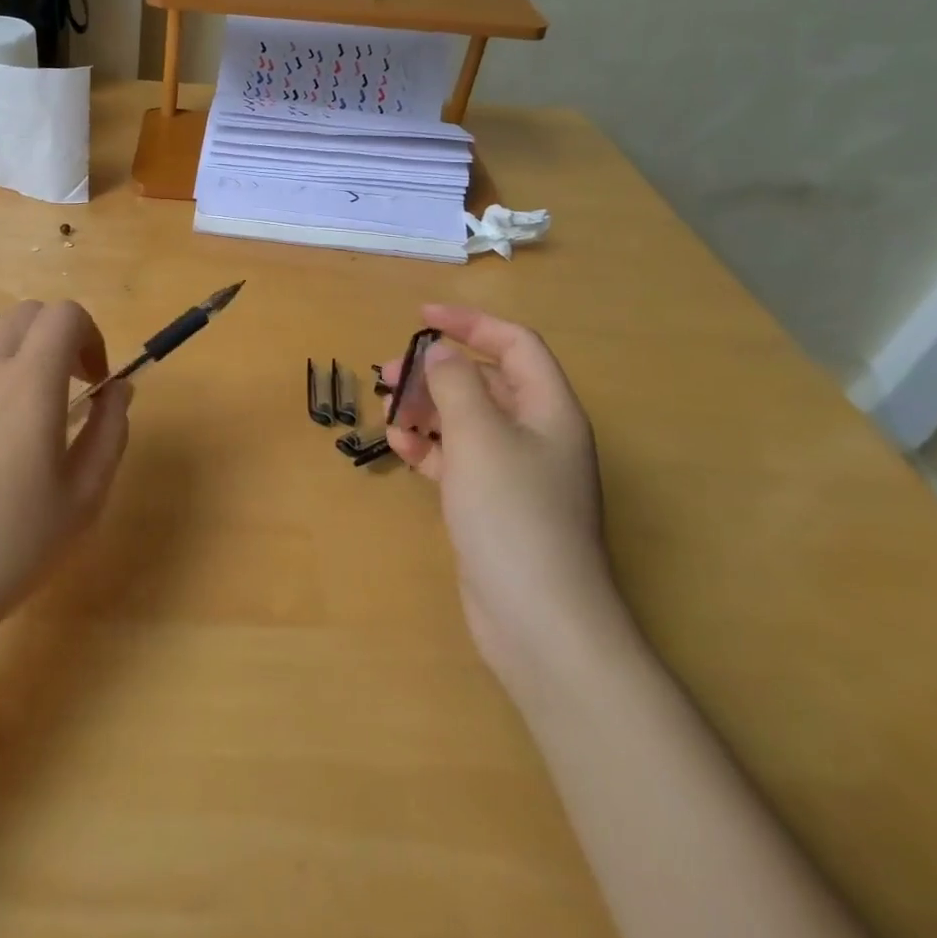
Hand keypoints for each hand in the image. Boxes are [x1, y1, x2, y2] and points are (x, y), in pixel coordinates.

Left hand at [0, 300, 131, 649]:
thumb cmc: (14, 543)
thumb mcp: (85, 496)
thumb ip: (110, 432)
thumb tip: (118, 390)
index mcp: (32, 382)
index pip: (65, 315)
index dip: (90, 336)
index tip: (94, 382)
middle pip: (26, 313)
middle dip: (56, 337)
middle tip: (65, 387)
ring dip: (10, 342)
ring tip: (16, 390)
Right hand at [381, 304, 614, 677]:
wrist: (539, 620)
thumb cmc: (513, 514)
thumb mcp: (480, 436)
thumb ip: (456, 384)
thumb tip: (440, 353)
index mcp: (549, 409)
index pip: (515, 344)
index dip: (471, 323)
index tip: (422, 317)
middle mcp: (537, 434)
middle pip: (486, 382)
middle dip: (437, 371)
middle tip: (388, 373)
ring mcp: (515, 473)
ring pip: (467, 421)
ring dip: (427, 409)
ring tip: (387, 410)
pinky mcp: (492, 505)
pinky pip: (458, 459)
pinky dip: (430, 448)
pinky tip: (400, 447)